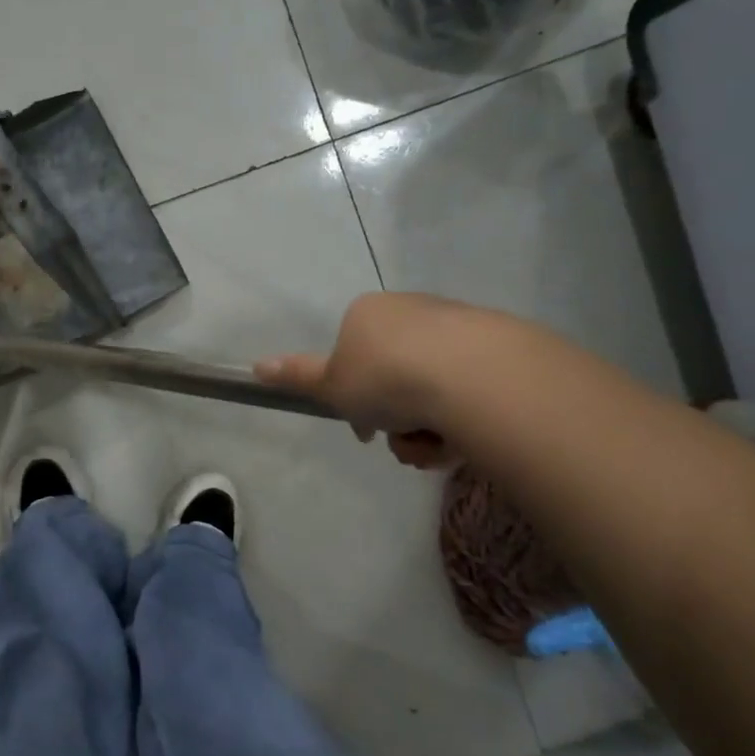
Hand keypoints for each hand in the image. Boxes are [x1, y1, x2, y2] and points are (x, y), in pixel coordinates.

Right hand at [255, 292, 473, 468]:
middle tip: (402, 438)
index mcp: (368, 313)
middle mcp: (411, 311)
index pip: (352, 357)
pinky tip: (461, 438)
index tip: (364, 429)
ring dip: (425, 429)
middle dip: (394, 417)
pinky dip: (459, 421)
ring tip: (433, 444)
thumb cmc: (387, 377)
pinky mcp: (497, 347)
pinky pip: (467, 392)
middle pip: (393, 377)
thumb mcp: (332, 385)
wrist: (473, 375)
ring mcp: (457, 327)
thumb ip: (297, 376)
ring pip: (430, 391)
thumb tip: (257, 365)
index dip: (353, 398)